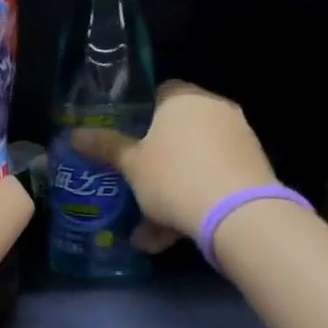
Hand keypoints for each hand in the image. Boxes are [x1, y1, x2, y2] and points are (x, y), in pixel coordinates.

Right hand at [69, 81, 277, 247]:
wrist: (239, 214)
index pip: (159, 92)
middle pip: (179, 129)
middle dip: (157, 159)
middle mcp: (215, 109)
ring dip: (172, 189)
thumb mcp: (132, 165)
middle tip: (136, 183)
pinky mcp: (254, 167)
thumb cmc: (175, 177)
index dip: (140, 115)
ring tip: (149, 230)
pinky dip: (195, 200)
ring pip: (196, 161)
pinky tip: (173, 236)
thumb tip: (74, 135)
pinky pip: (214, 179)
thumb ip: (106, 147)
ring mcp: (239, 137)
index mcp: (184, 98)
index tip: (126, 140)